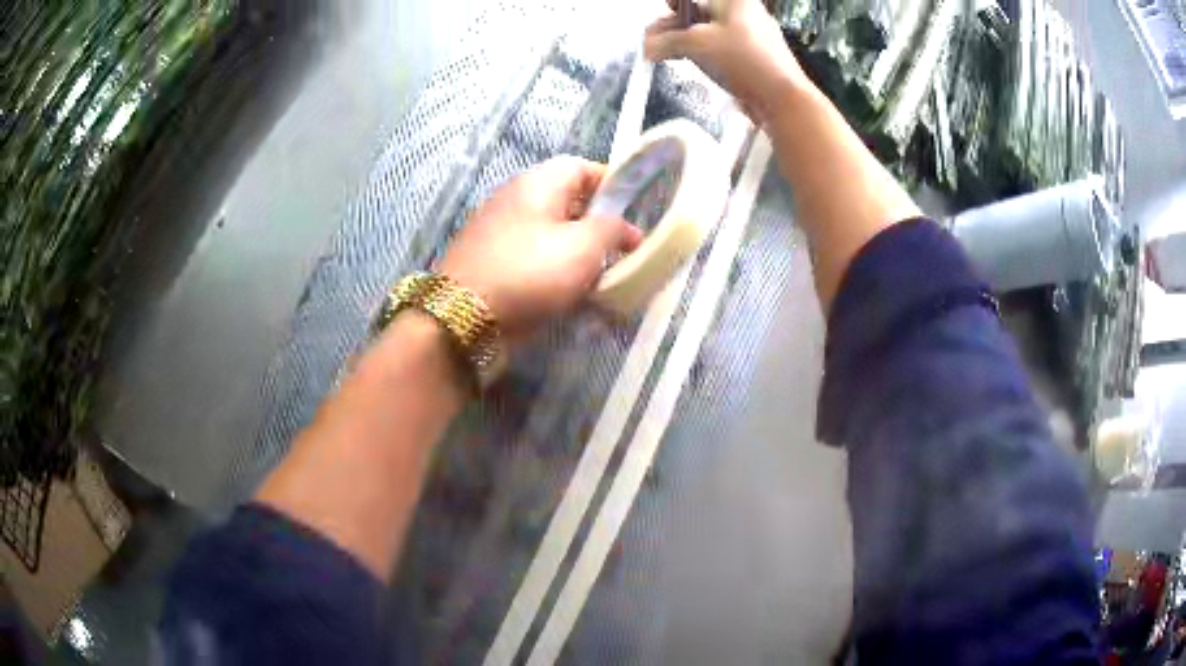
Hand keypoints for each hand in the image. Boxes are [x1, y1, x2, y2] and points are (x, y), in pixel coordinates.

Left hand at [438, 156, 642, 338]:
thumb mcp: (584, 246)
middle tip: (622, 251)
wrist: (463, 317)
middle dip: (598, 226)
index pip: (583, 167)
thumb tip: (625, 229)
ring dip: (578, 254)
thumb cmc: (530, 271)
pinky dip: (555, 273)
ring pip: (551, 234)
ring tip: (601, 279)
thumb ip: (612, 229)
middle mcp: (516, 199)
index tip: (635, 212)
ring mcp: (500, 232)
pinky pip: (534, 259)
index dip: (613, 185)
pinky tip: (570, 296)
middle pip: (568, 203)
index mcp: (538, 182)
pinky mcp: (492, 263)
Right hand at [644, 0, 809, 124]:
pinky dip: (702, 55)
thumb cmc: (742, 59)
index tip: (660, 19)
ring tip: (662, 55)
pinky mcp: (752, 58)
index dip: (674, 6)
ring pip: (709, 34)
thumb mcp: (696, 44)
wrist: (781, 98)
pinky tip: (687, 63)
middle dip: (673, 28)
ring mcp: (751, 36)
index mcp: (734, 1)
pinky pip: (721, 50)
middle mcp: (744, 13)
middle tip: (651, 43)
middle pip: (699, 14)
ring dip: (684, 43)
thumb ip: (666, 41)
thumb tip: (646, 47)